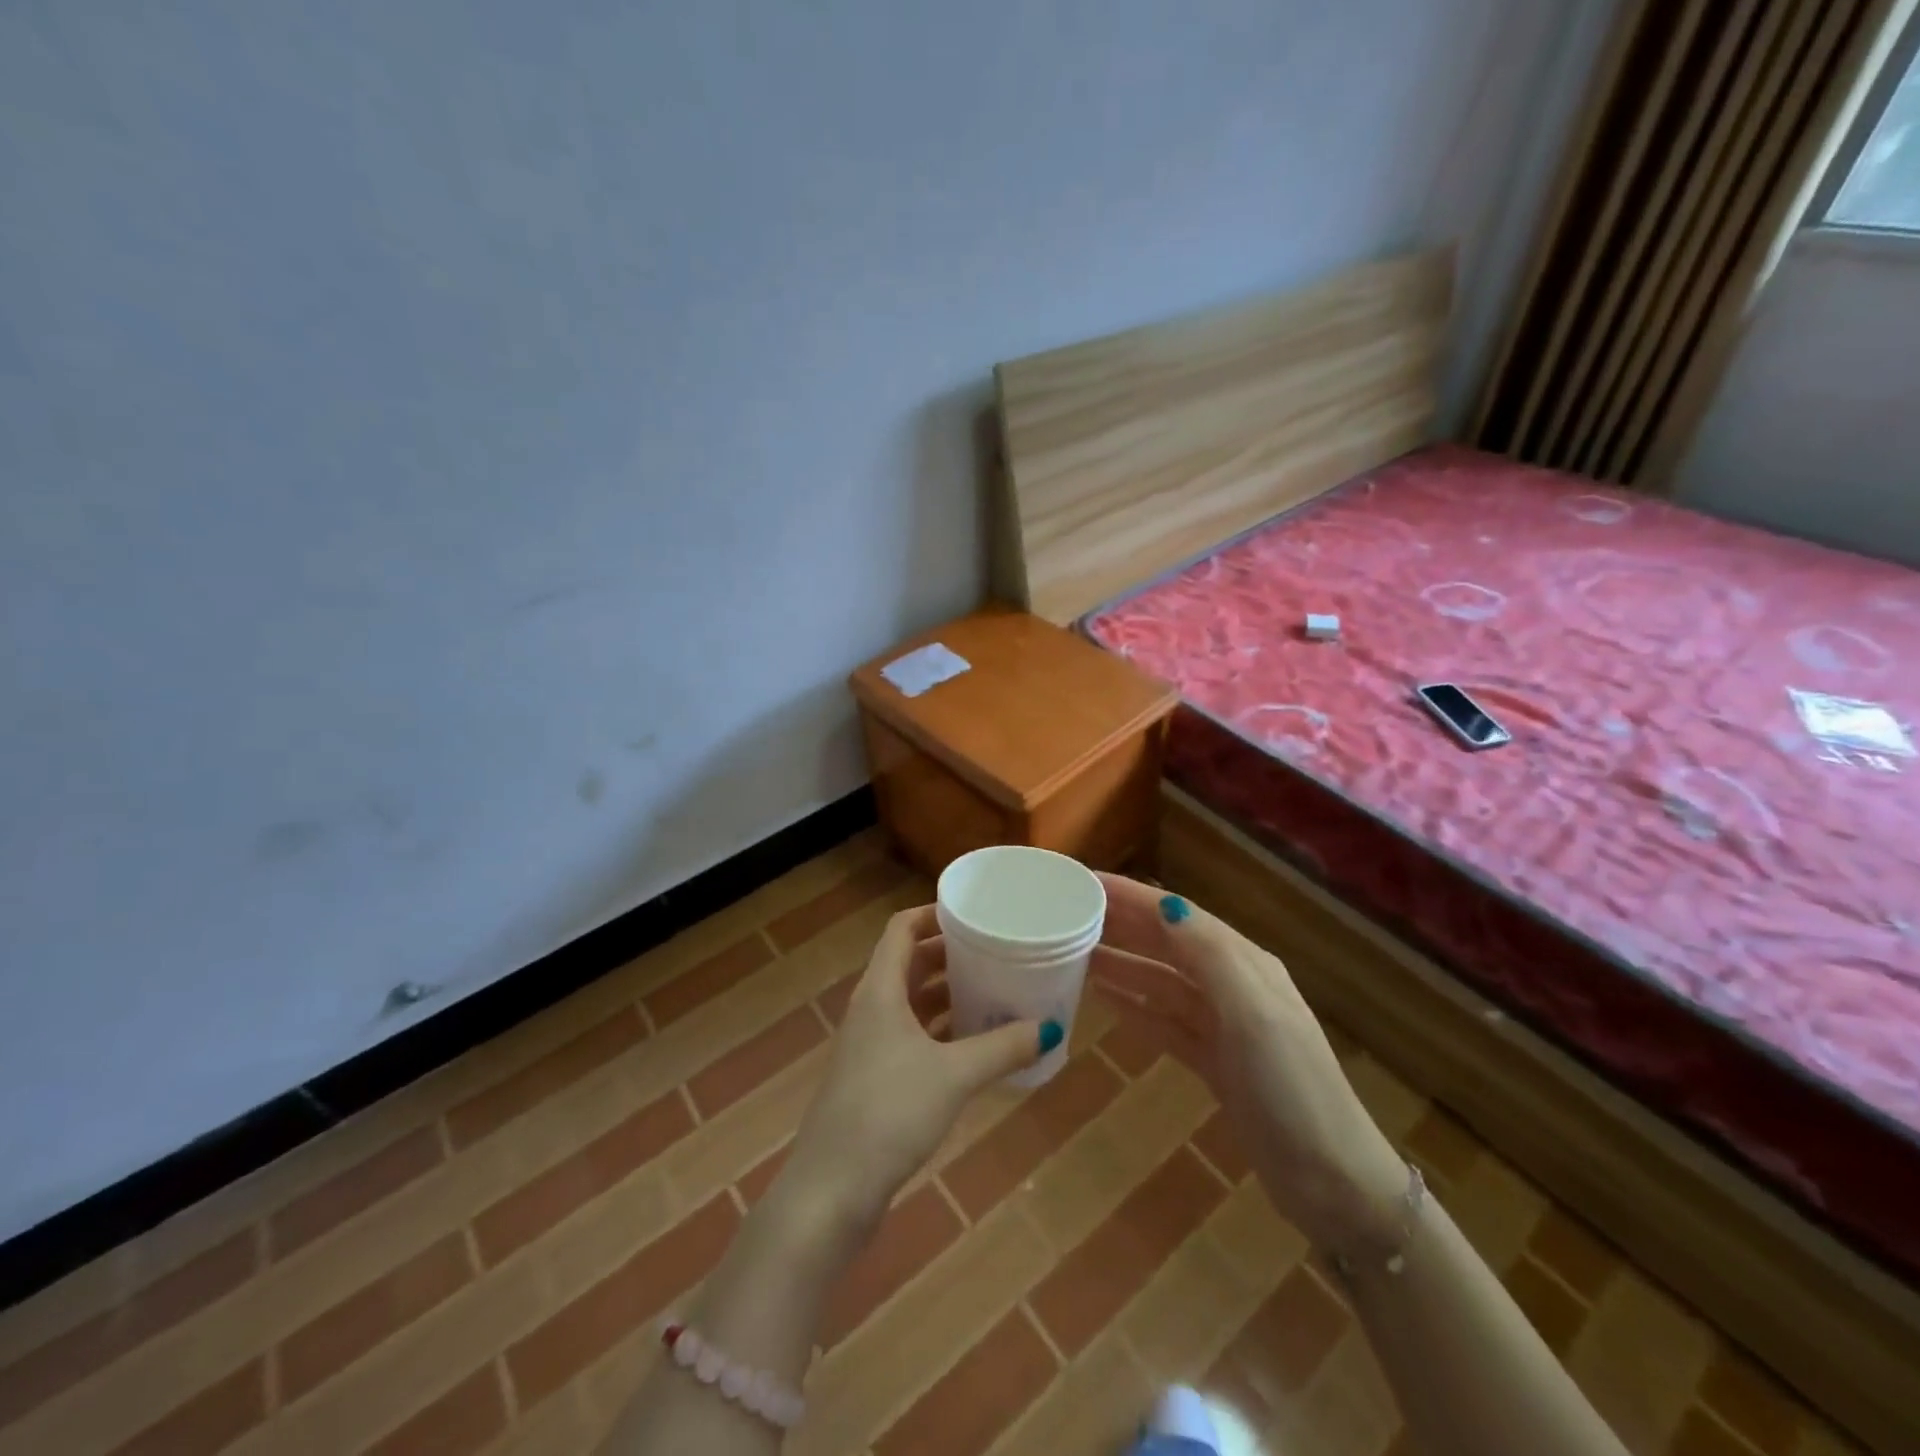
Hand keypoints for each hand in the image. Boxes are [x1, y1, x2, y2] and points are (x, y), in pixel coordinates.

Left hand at [774, 905, 1054, 1246]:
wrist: (831, 1191)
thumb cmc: (889, 1113)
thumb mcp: (954, 1075)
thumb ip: (1003, 1048)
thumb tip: (1050, 1028)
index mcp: (880, 991)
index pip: (902, 929)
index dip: (933, 913)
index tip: (974, 912)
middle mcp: (872, 1009)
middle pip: (910, 964)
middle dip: (950, 955)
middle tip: (995, 951)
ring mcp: (871, 1046)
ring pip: (913, 1003)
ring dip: (948, 996)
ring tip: (994, 992)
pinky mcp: (875, 1079)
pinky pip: (914, 1038)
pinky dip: (942, 1033)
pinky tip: (976, 1047)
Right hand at [1088, 874, 1405, 1251]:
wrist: (1333, 1183)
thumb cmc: (1291, 1089)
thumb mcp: (1254, 1014)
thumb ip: (1209, 955)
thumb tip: (1164, 902)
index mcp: (1242, 963)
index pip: (1176, 914)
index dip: (1130, 896)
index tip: (1081, 883)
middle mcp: (1231, 984)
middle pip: (1166, 943)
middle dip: (1120, 924)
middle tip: (1065, 915)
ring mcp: (1223, 1025)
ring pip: (1160, 981)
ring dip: (1119, 964)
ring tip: (1071, 954)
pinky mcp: (1214, 1062)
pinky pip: (1163, 1021)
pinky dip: (1133, 1006)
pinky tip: (1101, 999)